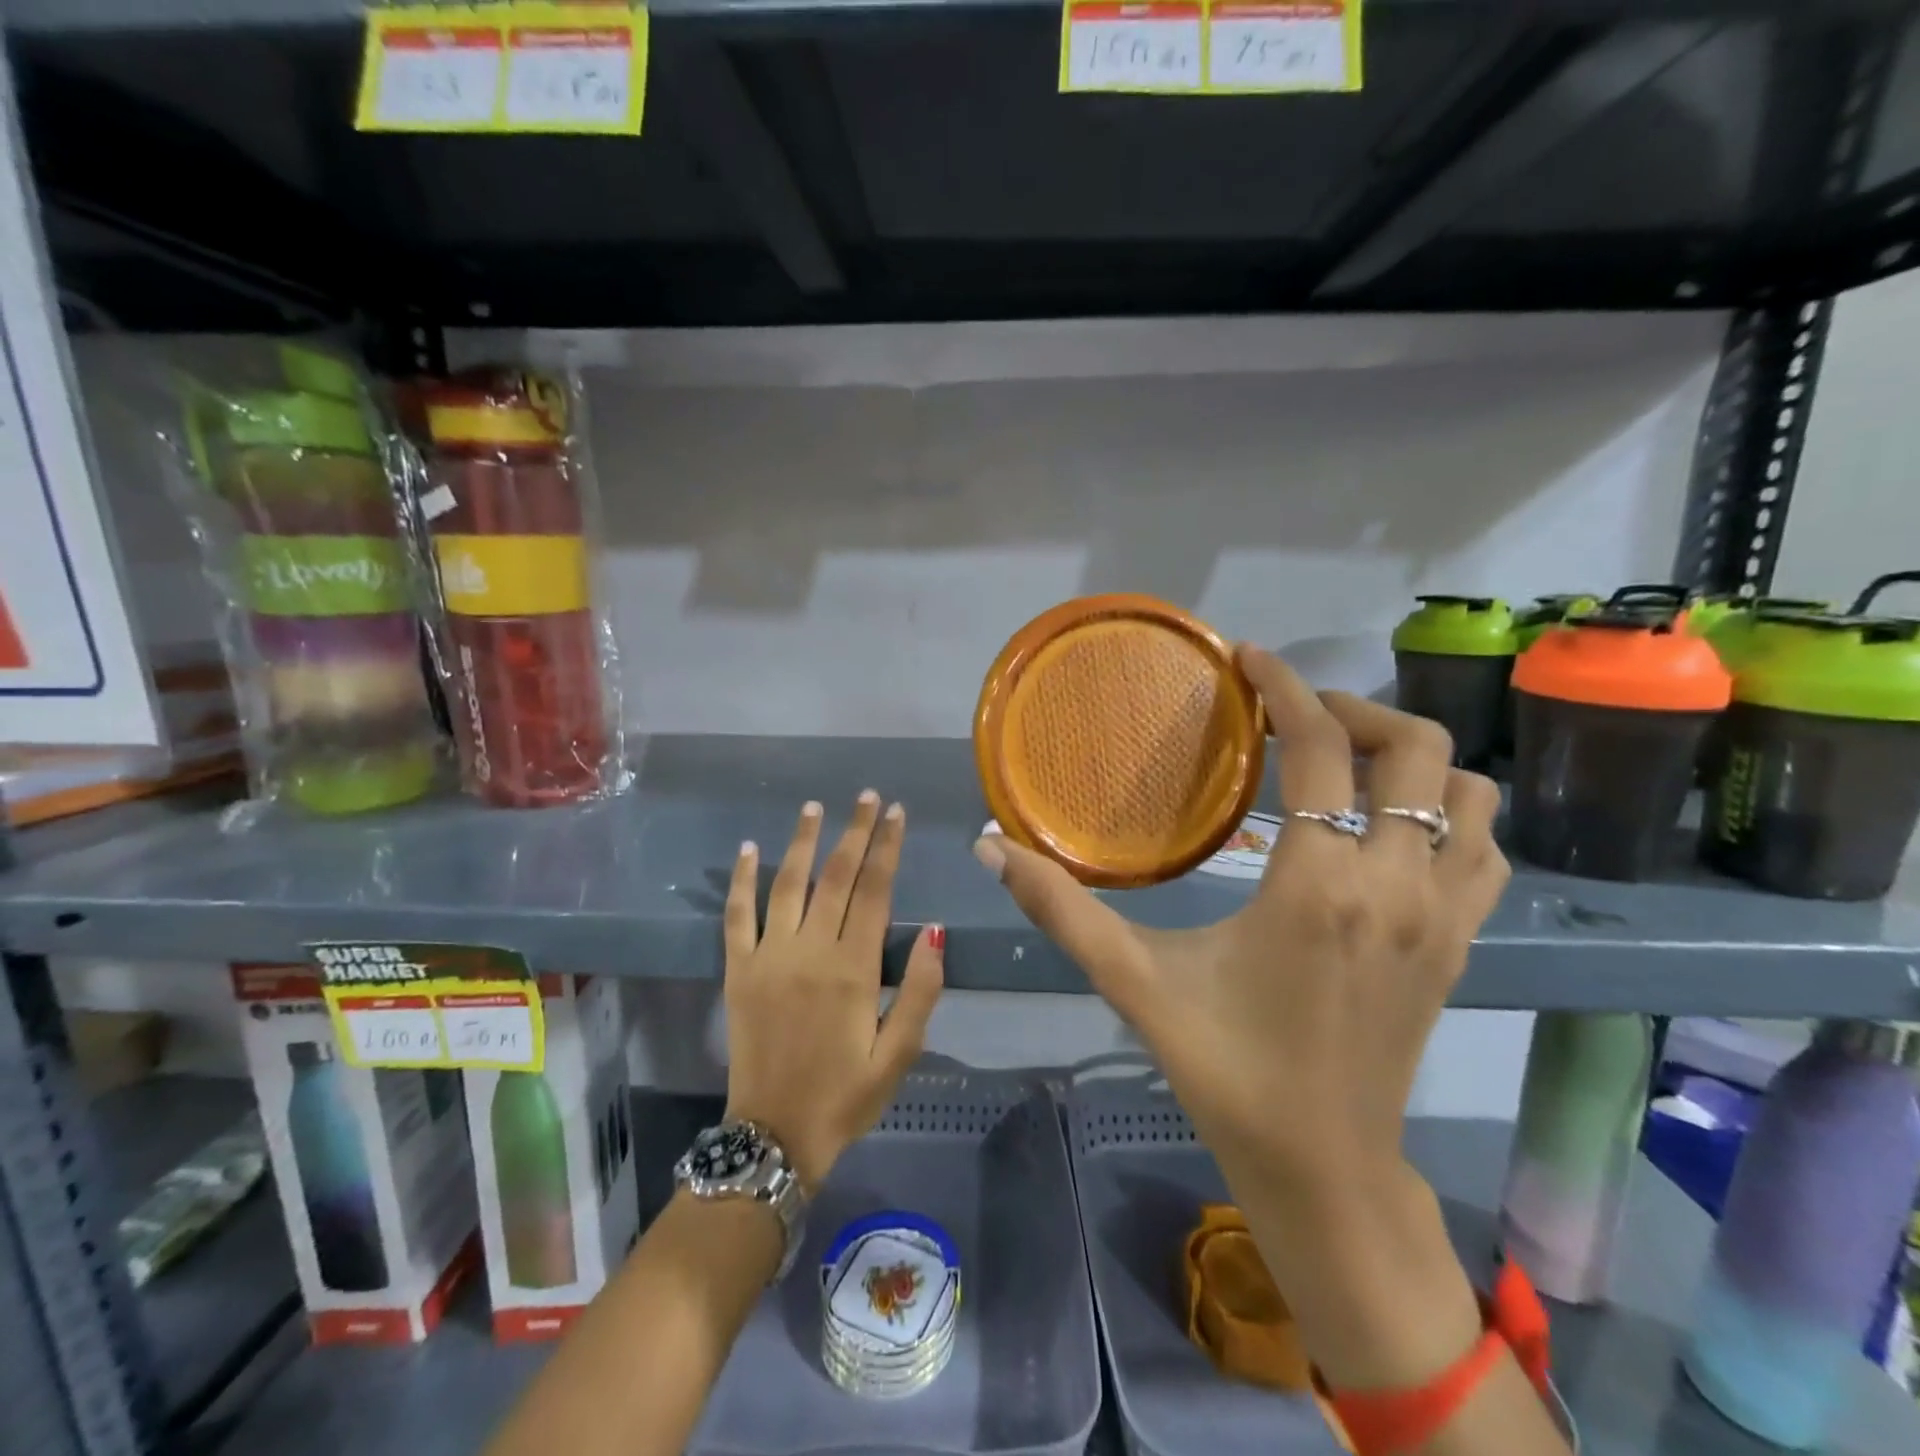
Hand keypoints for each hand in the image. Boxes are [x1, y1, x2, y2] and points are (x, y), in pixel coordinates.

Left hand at [723, 791, 945, 1190]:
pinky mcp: (739, 970)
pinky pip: (737, 916)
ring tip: (815, 807)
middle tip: (867, 796)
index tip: (896, 813)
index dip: (887, 847)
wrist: (774, 1136)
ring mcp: (768, 956)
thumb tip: (936, 929)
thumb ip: (919, 990)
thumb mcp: (898, 1054)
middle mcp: (810, 950)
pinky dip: (742, 880)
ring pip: (788, 884)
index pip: (876, 890)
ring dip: (802, 841)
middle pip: (836, 876)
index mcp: (853, 968)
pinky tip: (748, 849)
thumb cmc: (845, 1096)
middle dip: (855, 831)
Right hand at [975, 646, 1506, 1201]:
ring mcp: (1443, 916)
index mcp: (1316, 885)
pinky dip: (1451, 812)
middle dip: (1353, 709)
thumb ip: (1059, 907)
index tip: (1249, 659)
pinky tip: (1394, 826)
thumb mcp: (1132, 980)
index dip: (1286, 687)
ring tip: (1347, 762)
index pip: (1322, 747)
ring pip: (1469, 791)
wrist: (1321, 1167)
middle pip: (1415, 748)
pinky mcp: (1462, 944)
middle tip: (1293, 716)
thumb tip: (990, 847)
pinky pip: (1486, 848)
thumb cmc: (1223, 1068)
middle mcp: (1395, 886)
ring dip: (1410, 758)